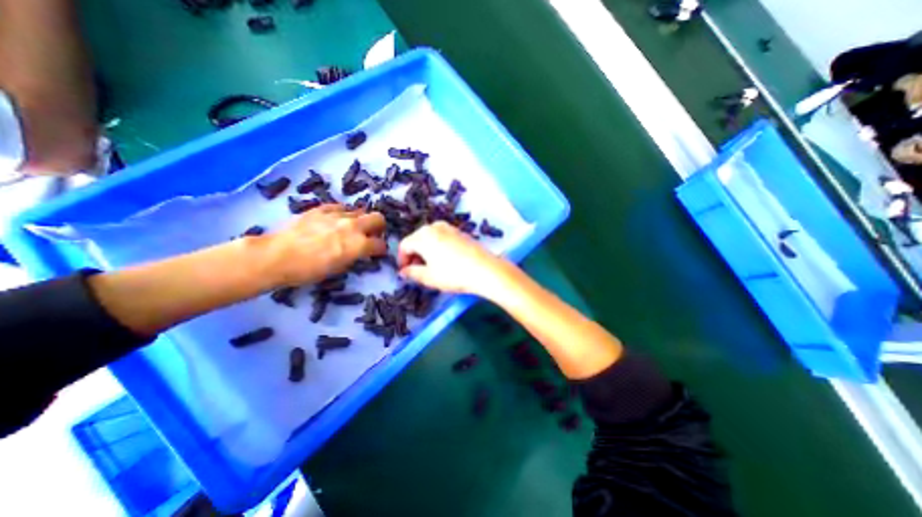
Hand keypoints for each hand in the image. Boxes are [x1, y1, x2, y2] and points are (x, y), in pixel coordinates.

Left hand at [259, 203, 385, 285]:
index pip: (380, 244)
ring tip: (352, 228)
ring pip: (360, 211)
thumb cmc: (309, 270)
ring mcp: (337, 215)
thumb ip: (354, 256)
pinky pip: (340, 207)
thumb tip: (359, 251)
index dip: (381, 249)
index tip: (378, 252)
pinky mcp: (322, 209)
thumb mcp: (339, 268)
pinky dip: (343, 213)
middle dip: (379, 227)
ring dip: (360, 220)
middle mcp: (353, 226)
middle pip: (378, 218)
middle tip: (372, 234)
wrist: (277, 256)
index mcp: (359, 244)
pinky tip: (336, 220)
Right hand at [398, 220, 511, 296]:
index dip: (402, 260)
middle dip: (414, 255)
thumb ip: (412, 273)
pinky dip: (438, 247)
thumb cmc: (453, 274)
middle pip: (416, 239)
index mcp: (423, 236)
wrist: (485, 269)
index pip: (404, 245)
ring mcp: (449, 227)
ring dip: (426, 251)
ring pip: (430, 238)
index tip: (406, 273)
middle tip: (418, 271)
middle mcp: (434, 226)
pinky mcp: (460, 232)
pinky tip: (446, 260)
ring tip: (432, 267)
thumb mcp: (429, 277)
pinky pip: (442, 237)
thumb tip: (404, 271)